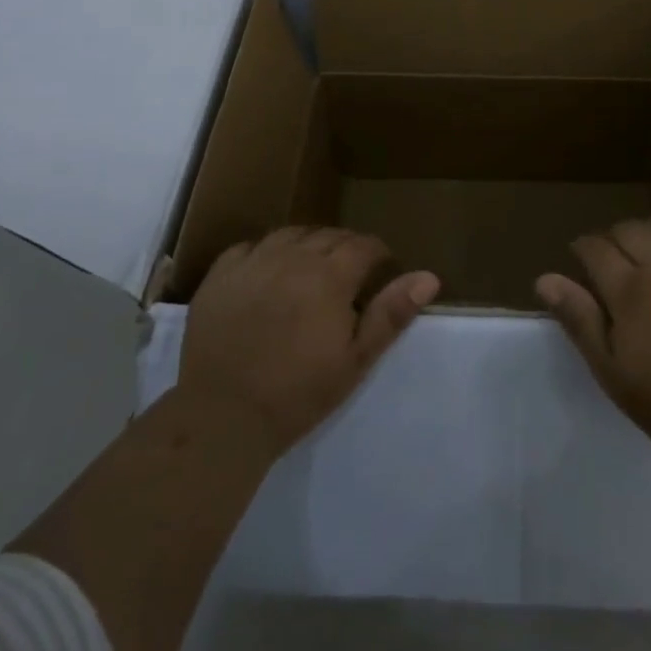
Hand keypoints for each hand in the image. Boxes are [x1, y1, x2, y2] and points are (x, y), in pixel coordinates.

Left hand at [180, 227, 439, 457]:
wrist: (223, 416)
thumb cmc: (298, 393)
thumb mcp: (355, 360)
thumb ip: (391, 313)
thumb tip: (429, 277)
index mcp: (330, 275)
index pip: (363, 245)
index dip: (377, 254)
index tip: (381, 269)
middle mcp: (293, 256)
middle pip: (329, 236)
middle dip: (346, 248)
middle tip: (350, 273)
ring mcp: (254, 261)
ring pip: (291, 234)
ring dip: (308, 244)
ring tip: (312, 266)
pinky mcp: (221, 273)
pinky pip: (251, 246)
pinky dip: (266, 252)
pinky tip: (268, 271)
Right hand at [537, 216, 650, 471]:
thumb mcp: (612, 372)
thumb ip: (580, 320)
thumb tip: (544, 279)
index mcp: (630, 291)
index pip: (596, 247)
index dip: (583, 248)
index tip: (580, 259)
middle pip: (631, 230)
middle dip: (614, 237)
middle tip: (613, 258)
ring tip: (650, 251)